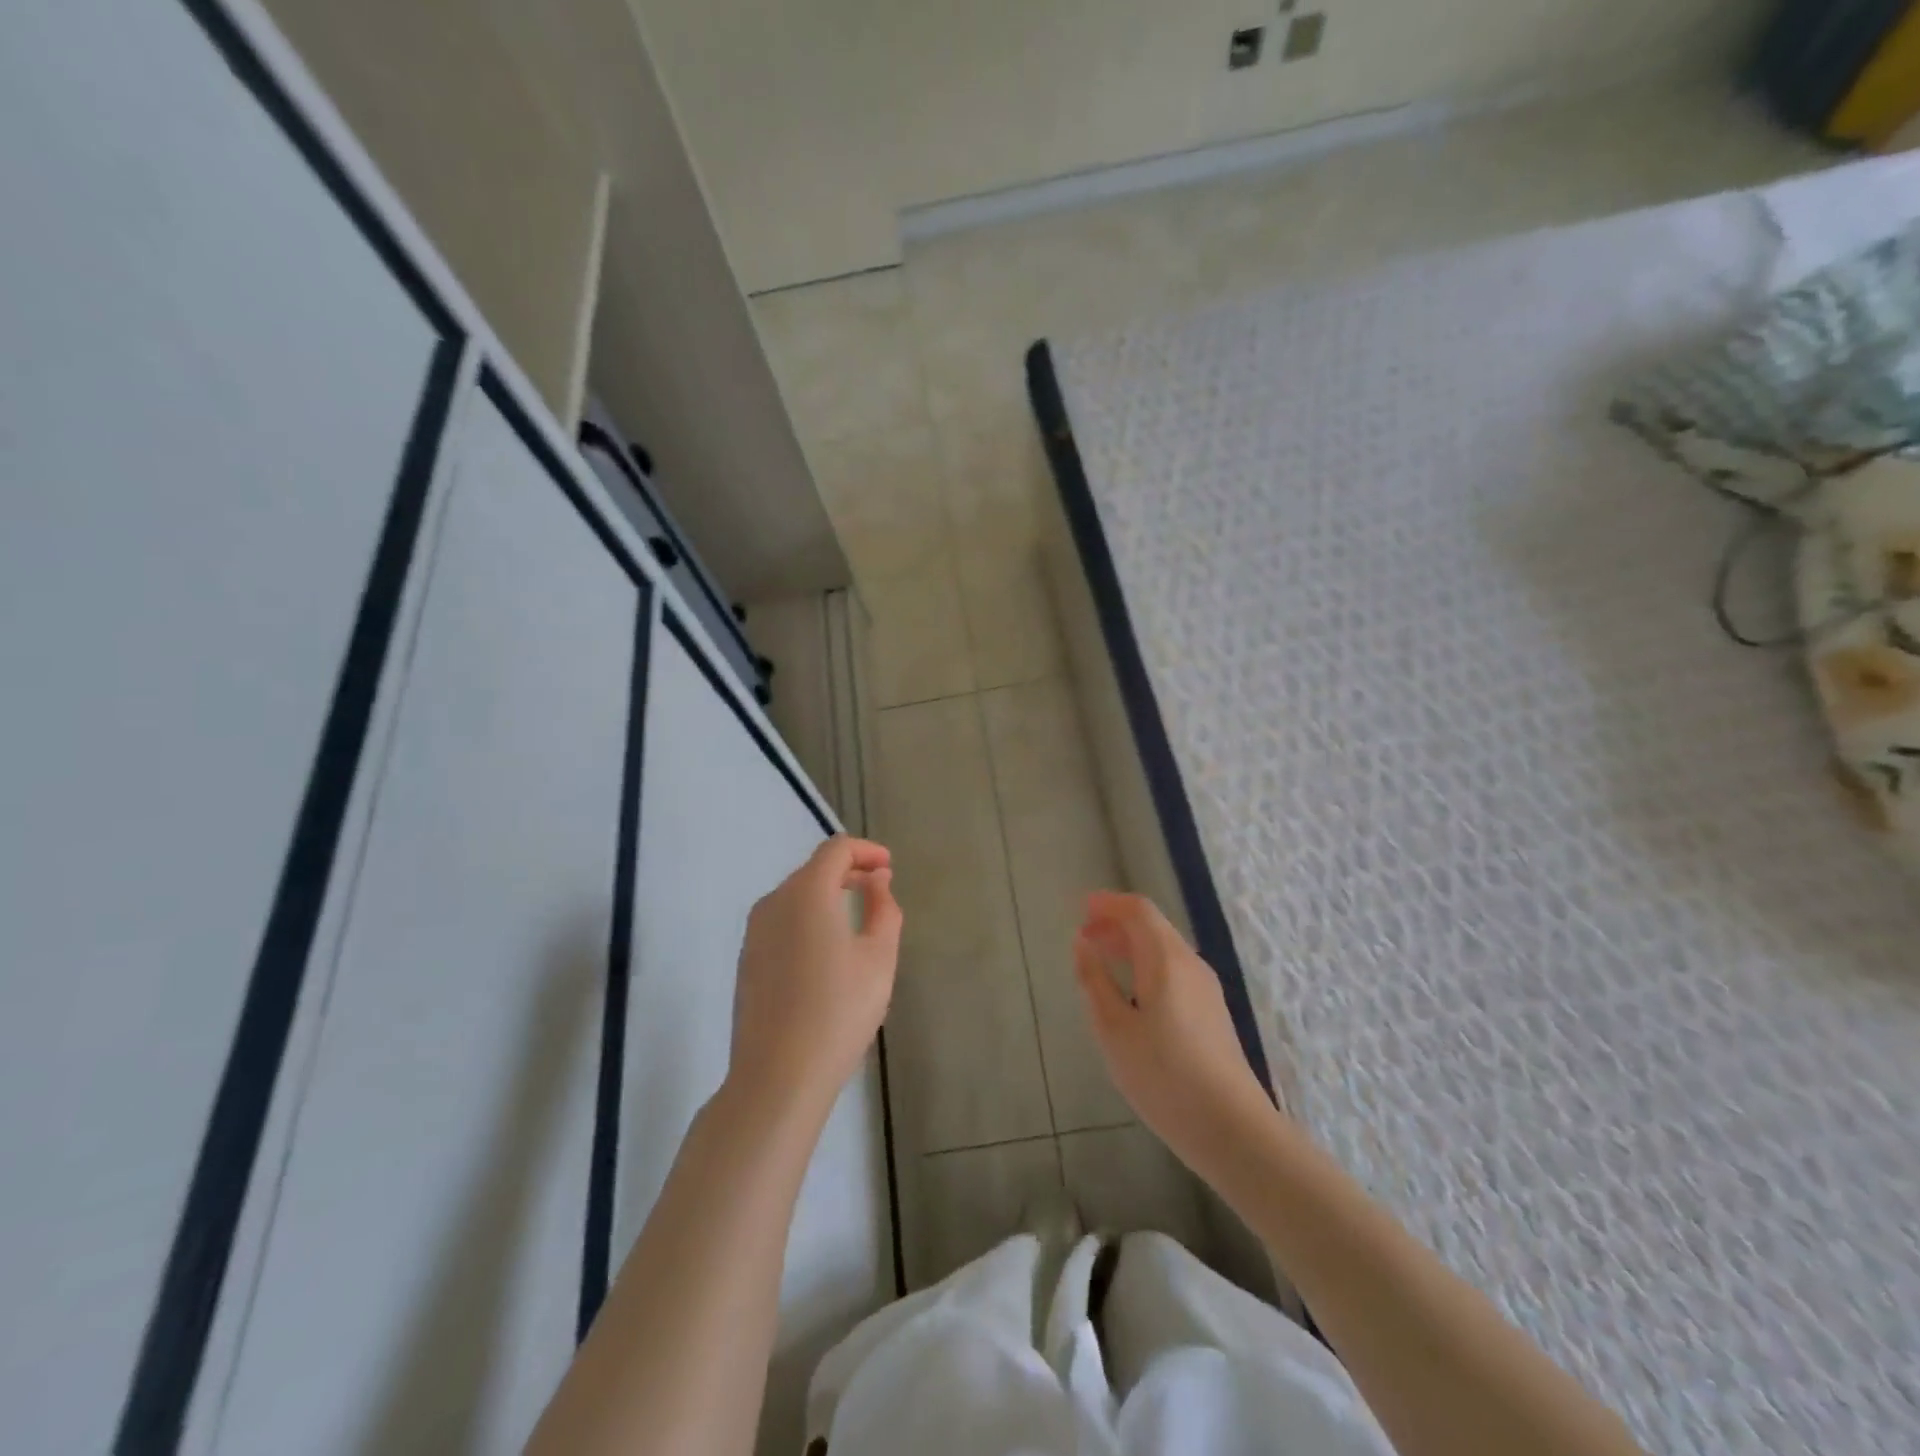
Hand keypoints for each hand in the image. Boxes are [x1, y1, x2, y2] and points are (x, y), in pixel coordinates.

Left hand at [728, 836, 902, 1120]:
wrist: (777, 1076)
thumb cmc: (838, 1011)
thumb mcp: (879, 958)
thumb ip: (883, 909)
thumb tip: (877, 881)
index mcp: (806, 893)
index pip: (836, 849)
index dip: (866, 851)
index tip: (889, 867)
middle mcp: (773, 903)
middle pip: (813, 869)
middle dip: (848, 871)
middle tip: (879, 890)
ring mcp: (754, 932)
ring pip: (796, 896)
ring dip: (828, 895)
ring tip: (857, 920)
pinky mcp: (747, 960)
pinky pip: (782, 921)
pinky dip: (808, 918)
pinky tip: (827, 951)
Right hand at [1074, 891, 1275, 1180]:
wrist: (1232, 1129)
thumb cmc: (1163, 1076)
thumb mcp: (1113, 1029)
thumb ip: (1095, 980)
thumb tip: (1083, 943)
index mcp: (1166, 959)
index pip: (1138, 910)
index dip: (1108, 904)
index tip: (1080, 909)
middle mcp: (1190, 964)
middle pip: (1153, 926)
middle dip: (1117, 923)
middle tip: (1085, 936)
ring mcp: (1206, 988)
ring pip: (1165, 948)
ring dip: (1132, 945)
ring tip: (1102, 960)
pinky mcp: (1212, 1012)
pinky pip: (1175, 970)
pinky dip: (1147, 965)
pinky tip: (1132, 993)